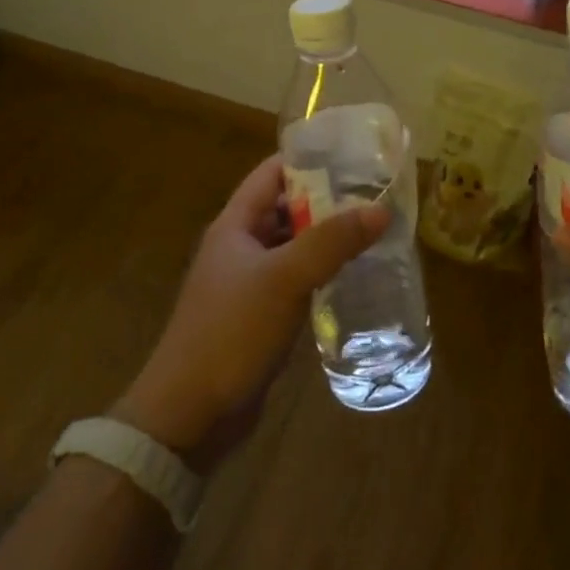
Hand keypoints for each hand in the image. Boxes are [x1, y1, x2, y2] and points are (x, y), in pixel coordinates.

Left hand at [116, 154, 385, 469]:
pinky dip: (321, 271)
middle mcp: (240, 246)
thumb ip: (332, 241)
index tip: (352, 153)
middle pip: (286, 207)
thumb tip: (380, 208)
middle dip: (326, 198)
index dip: (308, 158)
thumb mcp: (285, 278)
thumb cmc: (231, 332)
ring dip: (326, 237)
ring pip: (294, 245)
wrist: (189, 416)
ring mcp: (249, 283)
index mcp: (235, 225)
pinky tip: (353, 274)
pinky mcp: (260, 315)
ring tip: (373, 229)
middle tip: (374, 193)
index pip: (272, 172)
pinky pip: (295, 279)